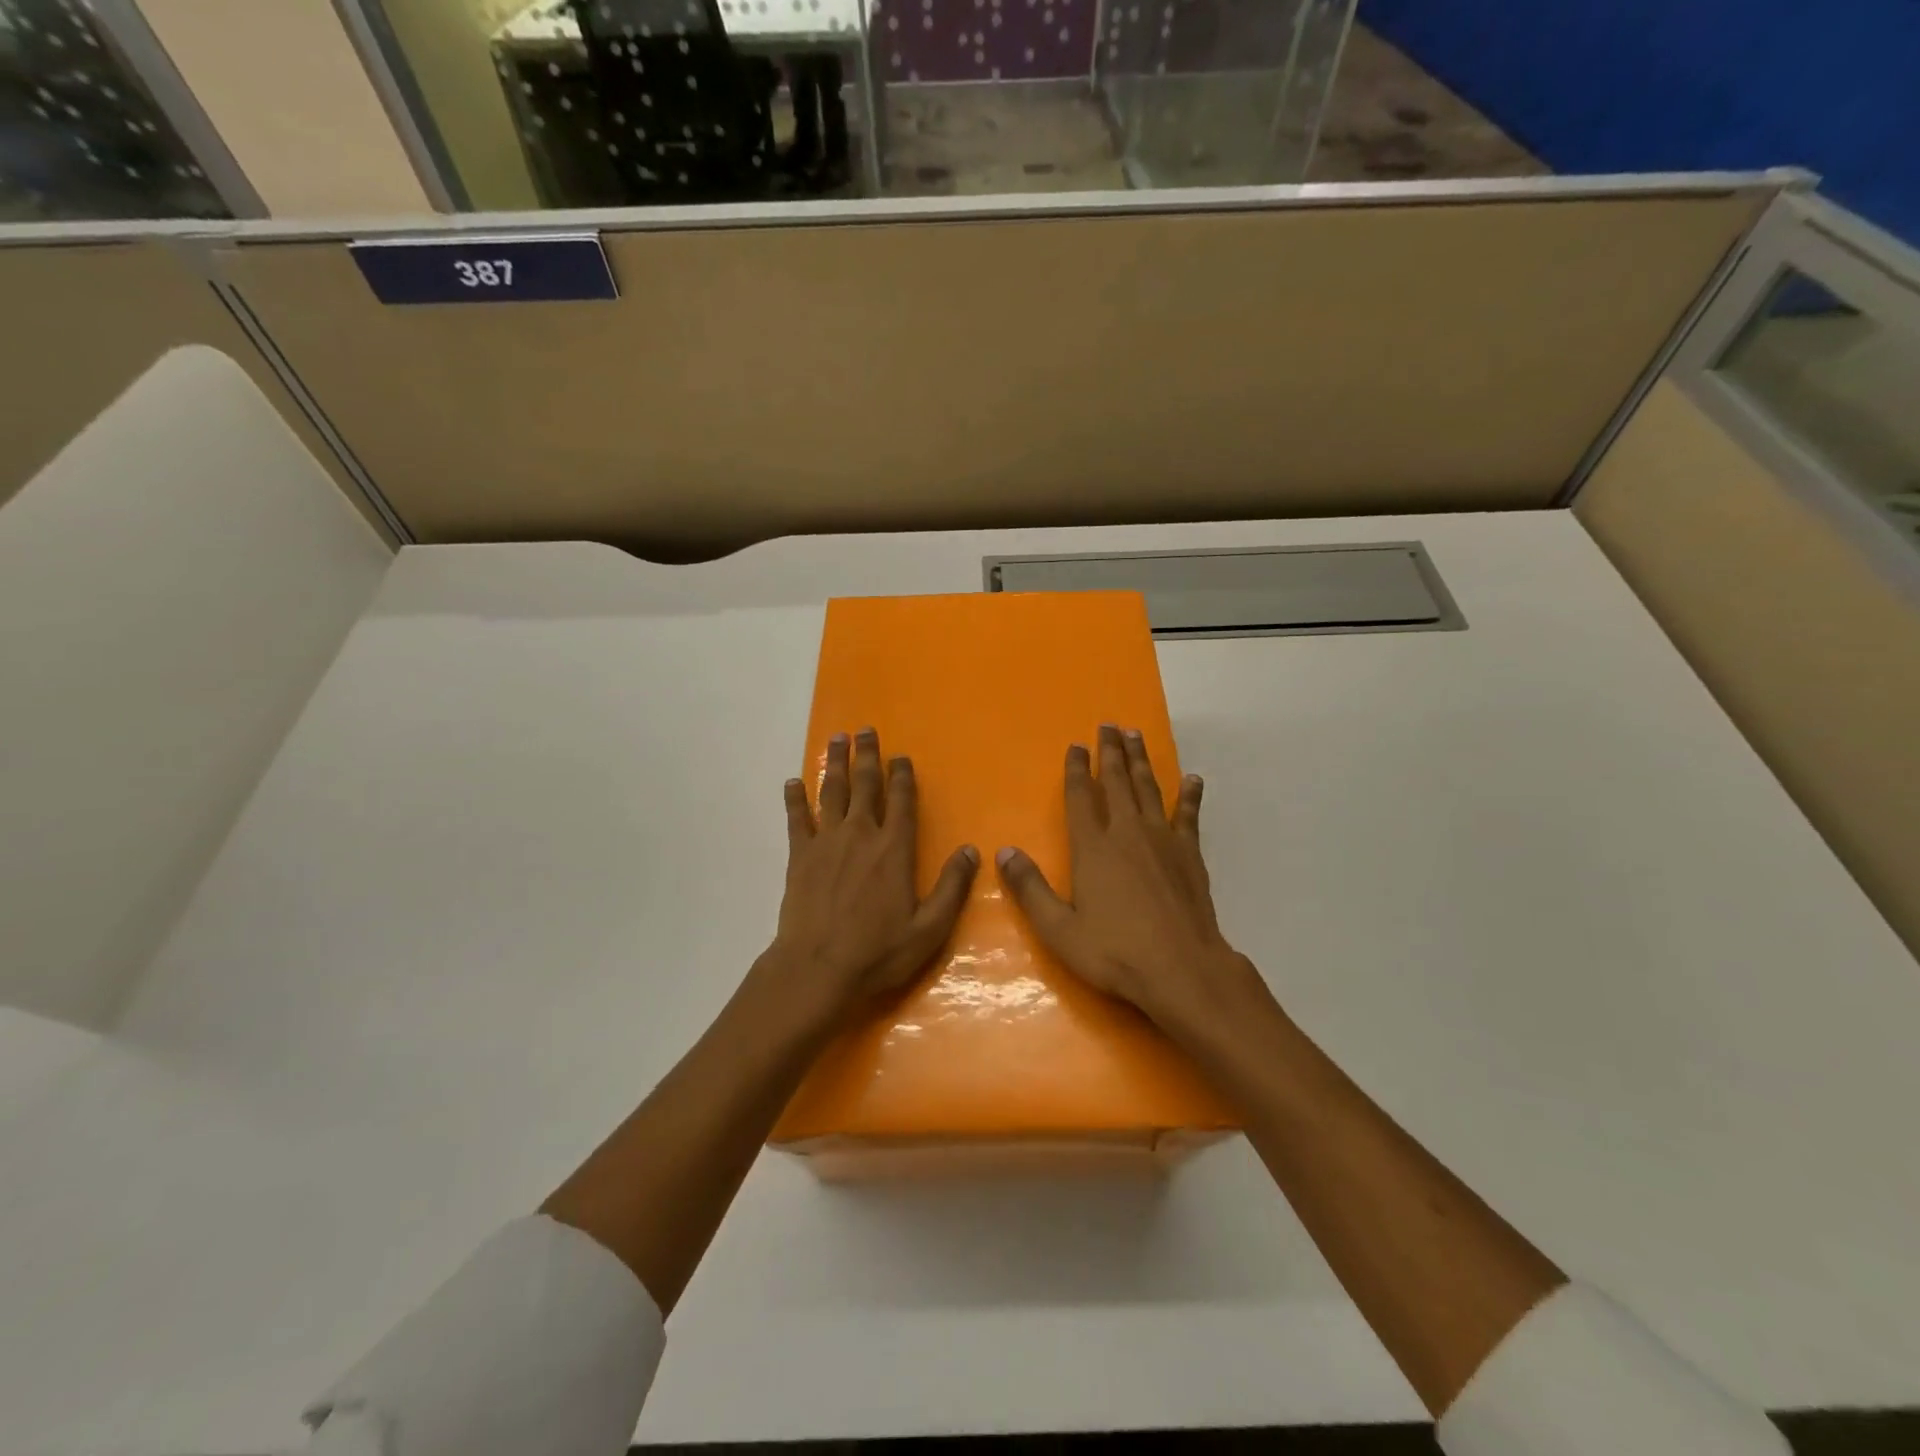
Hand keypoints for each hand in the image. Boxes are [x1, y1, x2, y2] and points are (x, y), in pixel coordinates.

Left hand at [765, 728, 978, 1020]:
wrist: (817, 969)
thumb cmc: (878, 952)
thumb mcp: (929, 928)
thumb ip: (952, 887)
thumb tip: (970, 851)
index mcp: (894, 849)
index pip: (902, 801)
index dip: (902, 776)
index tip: (901, 756)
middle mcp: (861, 835)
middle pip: (865, 785)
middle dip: (867, 756)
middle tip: (865, 730)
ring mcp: (827, 842)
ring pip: (832, 792)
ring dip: (836, 764)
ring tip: (837, 739)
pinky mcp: (799, 856)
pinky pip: (796, 819)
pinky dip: (794, 798)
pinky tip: (792, 782)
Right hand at [996, 724, 1261, 1031]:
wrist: (1182, 969)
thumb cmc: (1115, 952)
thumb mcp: (1059, 929)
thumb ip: (1031, 889)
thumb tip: (1004, 852)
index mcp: (1093, 848)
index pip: (1080, 798)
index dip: (1075, 770)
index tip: (1075, 745)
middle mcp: (1127, 833)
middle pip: (1116, 782)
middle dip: (1110, 752)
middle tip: (1109, 725)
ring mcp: (1163, 841)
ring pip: (1149, 789)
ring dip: (1141, 761)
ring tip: (1136, 736)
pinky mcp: (1190, 855)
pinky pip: (1189, 816)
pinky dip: (1190, 795)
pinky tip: (1193, 779)